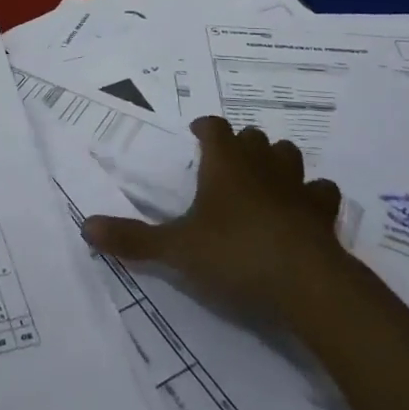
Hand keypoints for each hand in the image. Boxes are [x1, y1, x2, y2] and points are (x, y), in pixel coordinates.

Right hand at [81, 116, 342, 320]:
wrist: (306, 283)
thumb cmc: (234, 253)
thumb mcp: (176, 249)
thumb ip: (133, 239)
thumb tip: (85, 226)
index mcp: (225, 163)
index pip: (215, 127)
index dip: (206, 126)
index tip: (197, 132)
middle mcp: (261, 164)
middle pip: (253, 137)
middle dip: (241, 144)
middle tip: (226, 162)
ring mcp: (296, 186)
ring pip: (289, 155)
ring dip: (277, 161)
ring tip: (265, 179)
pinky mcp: (323, 213)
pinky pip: (322, 191)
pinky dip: (312, 195)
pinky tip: (303, 210)